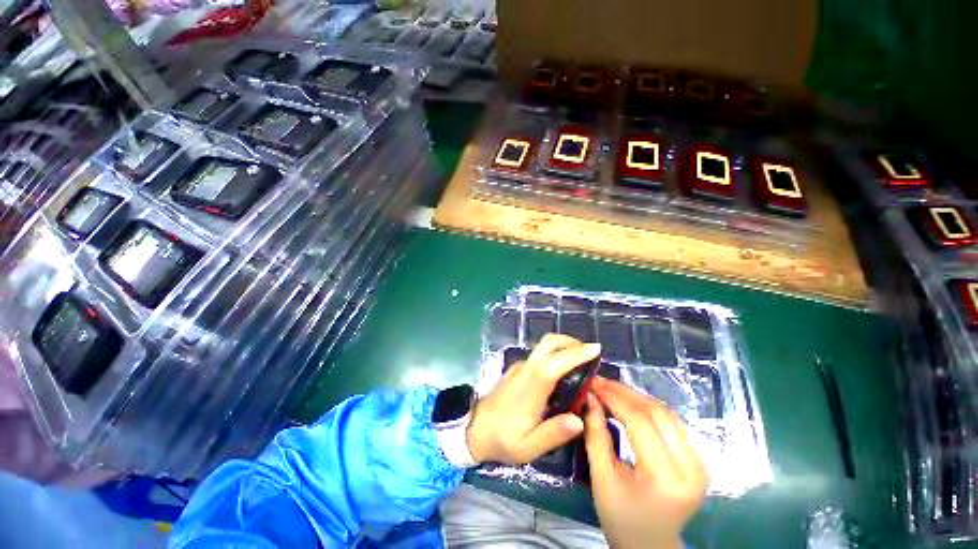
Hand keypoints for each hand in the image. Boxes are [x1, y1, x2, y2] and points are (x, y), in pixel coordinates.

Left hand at [466, 334, 601, 464]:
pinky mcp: (519, 369)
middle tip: (591, 355)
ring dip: (565, 348)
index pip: (554, 363)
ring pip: (545, 347)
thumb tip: (580, 420)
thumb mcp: (527, 447)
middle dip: (572, 342)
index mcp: (530, 388)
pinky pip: (541, 356)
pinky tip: (565, 374)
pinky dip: (557, 356)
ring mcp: (521, 367)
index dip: (575, 353)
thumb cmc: (502, 439)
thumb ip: (553, 434)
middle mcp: (526, 370)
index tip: (596, 349)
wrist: (474, 429)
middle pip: (548, 343)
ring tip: (583, 364)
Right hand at [584, 377, 708, 548]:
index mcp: (665, 478)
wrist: (651, 545)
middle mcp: (690, 467)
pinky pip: (674, 423)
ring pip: (667, 413)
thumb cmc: (621, 518)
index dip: (615, 397)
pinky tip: (632, 403)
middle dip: (625, 392)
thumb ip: (596, 435)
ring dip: (638, 397)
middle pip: (657, 413)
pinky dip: (650, 408)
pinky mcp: (700, 460)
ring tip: (612, 389)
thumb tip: (590, 398)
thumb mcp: (602, 478)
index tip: (593, 383)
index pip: (641, 422)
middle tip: (601, 382)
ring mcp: (700, 463)